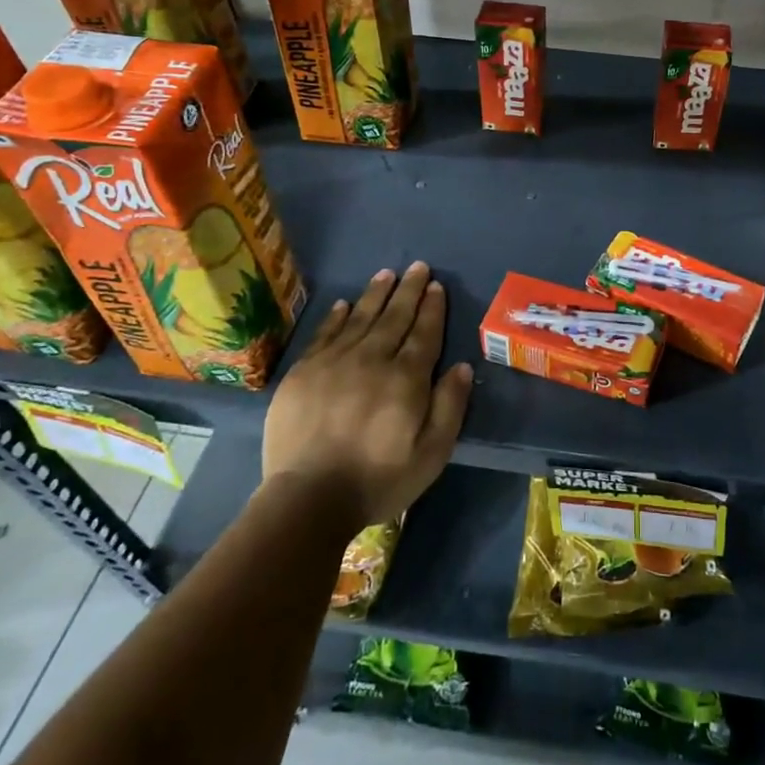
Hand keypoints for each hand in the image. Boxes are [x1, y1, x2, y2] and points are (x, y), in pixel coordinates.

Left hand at [261, 261, 472, 526]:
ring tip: (387, 274)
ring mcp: (334, 362)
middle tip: (417, 266)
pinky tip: (344, 304)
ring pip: (360, 318)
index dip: (432, 308)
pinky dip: (337, 316)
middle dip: (408, 290)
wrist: (308, 498)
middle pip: (394, 317)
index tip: (436, 286)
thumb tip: (461, 366)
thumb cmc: (379, 479)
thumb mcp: (432, 453)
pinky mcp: (303, 372)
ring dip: (376, 294)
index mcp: (406, 378)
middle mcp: (372, 360)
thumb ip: (449, 406)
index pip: (424, 333)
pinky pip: (325, 334)